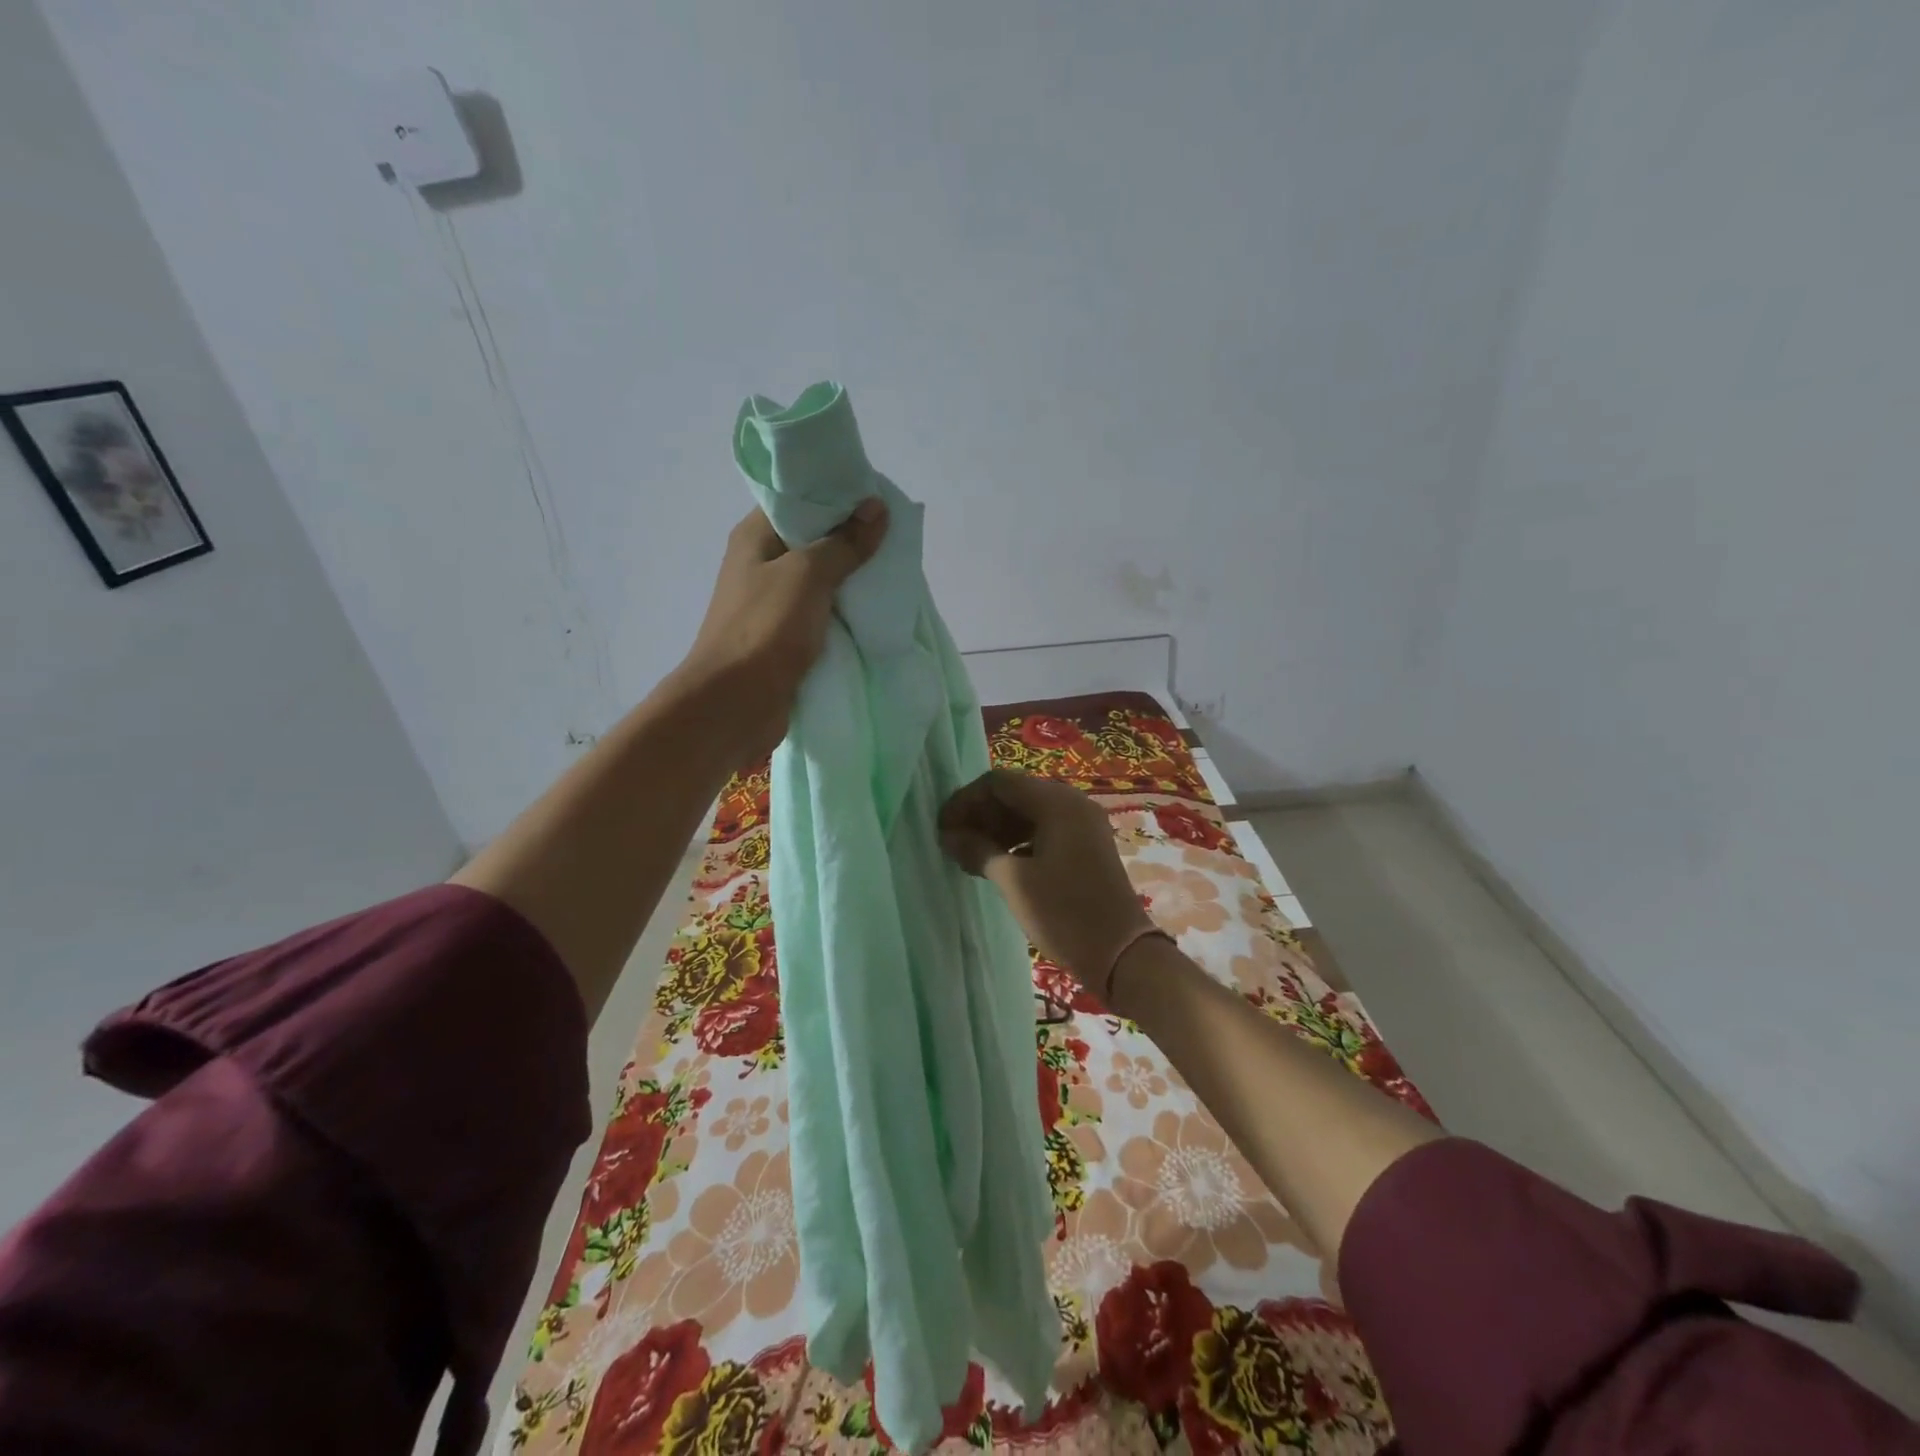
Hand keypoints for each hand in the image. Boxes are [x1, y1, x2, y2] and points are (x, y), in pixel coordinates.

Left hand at [675, 500, 887, 760]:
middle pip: (813, 541)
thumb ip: (843, 543)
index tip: (877, 499)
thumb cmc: (765, 629)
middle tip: (895, 538)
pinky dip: (847, 612)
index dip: (836, 497)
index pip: (798, 501)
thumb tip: (876, 507)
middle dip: (852, 540)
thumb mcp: (807, 575)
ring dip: (853, 580)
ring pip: (822, 582)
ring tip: (894, 572)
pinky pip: (823, 615)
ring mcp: (774, 605)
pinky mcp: (787, 638)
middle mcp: (762, 566)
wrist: (736, 703)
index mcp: (755, 538)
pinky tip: (877, 610)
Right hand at [939, 769, 1156, 990]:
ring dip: (996, 829)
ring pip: (1028, 813)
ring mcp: (1082, 824)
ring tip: (970, 857)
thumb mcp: (1014, 882)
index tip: (943, 829)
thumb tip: (949, 836)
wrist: (1122, 955)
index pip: (998, 782)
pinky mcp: (1085, 846)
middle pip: (1014, 794)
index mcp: (1057, 802)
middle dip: (980, 815)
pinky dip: (1017, 841)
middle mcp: (1072, 803)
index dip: (965, 801)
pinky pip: (1043, 830)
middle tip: (953, 844)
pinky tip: (997, 865)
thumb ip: (978, 850)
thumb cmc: (1065, 914)